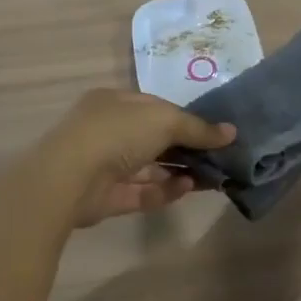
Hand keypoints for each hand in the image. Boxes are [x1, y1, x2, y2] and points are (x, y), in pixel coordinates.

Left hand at [44, 88, 235, 226]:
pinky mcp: (106, 197)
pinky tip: (189, 187)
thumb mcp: (164, 120)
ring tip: (213, 175)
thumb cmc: (117, 133)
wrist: (69, 178)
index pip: (156, 107)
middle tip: (220, 156)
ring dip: (179, 170)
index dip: (186, 117)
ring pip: (149, 167)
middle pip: (154, 138)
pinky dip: (165, 190)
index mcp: (115, 102)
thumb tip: (231, 132)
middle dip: (187, 147)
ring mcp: (105, 165)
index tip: (215, 130)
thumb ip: (198, 128)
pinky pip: (141, 192)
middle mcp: (108, 130)